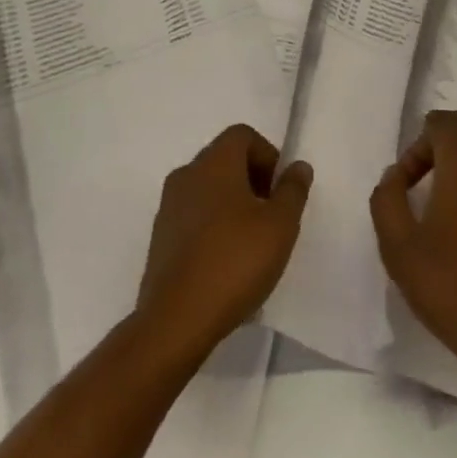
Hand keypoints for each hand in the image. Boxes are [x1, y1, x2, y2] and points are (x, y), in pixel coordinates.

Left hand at [136, 124, 311, 359]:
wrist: (175, 322)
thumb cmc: (235, 262)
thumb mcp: (280, 225)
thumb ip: (293, 190)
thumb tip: (298, 166)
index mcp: (214, 162)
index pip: (242, 135)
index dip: (267, 155)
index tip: (279, 190)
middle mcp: (186, 175)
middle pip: (224, 160)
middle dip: (252, 180)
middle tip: (270, 216)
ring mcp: (167, 208)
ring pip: (208, 190)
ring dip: (231, 204)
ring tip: (250, 243)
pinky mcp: (158, 240)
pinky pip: (192, 218)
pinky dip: (212, 227)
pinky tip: (225, 263)